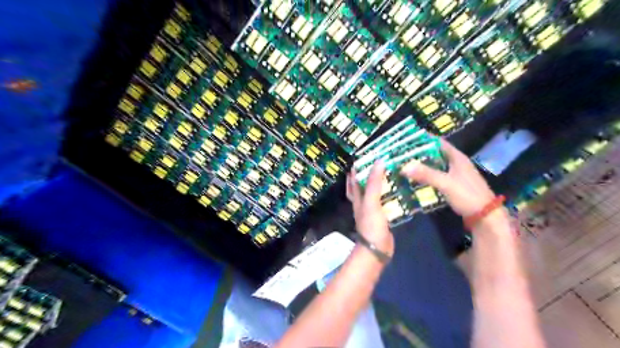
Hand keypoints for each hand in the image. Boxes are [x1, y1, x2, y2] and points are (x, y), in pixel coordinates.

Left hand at [346, 161, 393, 255]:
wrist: (377, 249)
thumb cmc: (371, 225)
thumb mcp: (371, 202)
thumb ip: (374, 183)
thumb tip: (378, 162)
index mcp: (357, 197)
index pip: (353, 179)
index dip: (356, 168)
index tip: (365, 155)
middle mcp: (363, 202)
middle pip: (364, 184)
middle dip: (369, 173)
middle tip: (381, 161)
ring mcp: (373, 209)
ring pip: (376, 192)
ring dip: (381, 182)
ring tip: (392, 170)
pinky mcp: (383, 215)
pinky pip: (386, 201)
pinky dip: (390, 194)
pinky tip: (399, 189)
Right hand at [399, 139, 496, 217]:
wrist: (485, 216)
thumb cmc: (467, 195)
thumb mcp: (445, 183)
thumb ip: (426, 174)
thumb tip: (404, 166)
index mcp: (457, 157)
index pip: (439, 142)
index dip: (425, 138)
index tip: (408, 138)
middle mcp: (457, 163)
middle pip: (436, 153)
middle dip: (421, 152)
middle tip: (403, 152)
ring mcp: (456, 174)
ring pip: (436, 164)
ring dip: (423, 163)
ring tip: (406, 163)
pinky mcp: (454, 184)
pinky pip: (437, 174)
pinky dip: (427, 174)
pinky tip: (417, 178)